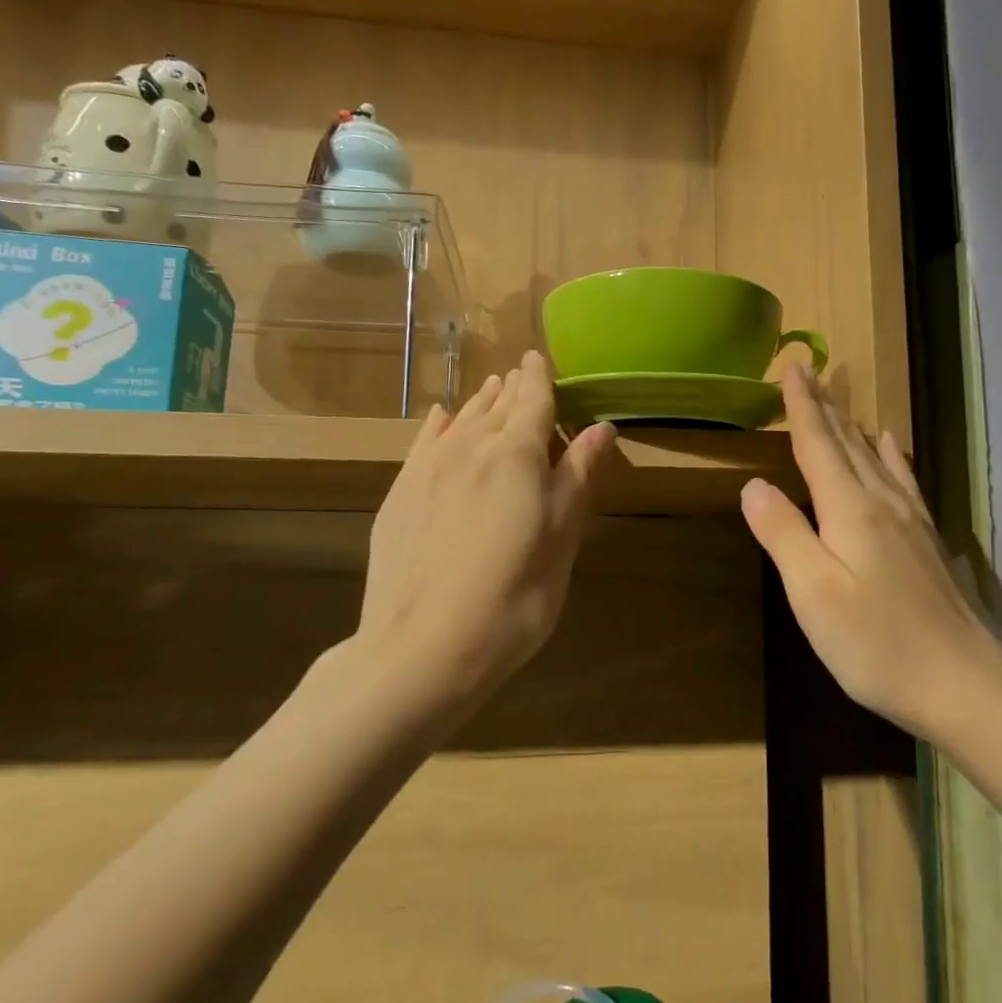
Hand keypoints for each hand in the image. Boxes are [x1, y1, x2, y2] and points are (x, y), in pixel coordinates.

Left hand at [322, 351, 615, 725]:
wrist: (425, 646)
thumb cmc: (516, 594)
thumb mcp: (563, 536)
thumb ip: (579, 475)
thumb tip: (602, 426)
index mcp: (516, 453)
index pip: (532, 398)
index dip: (539, 376)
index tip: (539, 357)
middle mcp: (469, 446)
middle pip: (496, 404)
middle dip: (512, 387)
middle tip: (521, 374)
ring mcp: (427, 468)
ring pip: (459, 418)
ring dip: (480, 401)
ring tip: (492, 388)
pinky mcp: (399, 494)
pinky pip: (424, 441)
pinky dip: (438, 423)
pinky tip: (440, 416)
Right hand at [740, 366, 1000, 734]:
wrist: (963, 683)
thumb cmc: (876, 643)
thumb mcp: (814, 593)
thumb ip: (784, 534)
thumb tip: (754, 485)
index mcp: (850, 510)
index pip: (818, 445)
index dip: (802, 407)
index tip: (793, 367)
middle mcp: (882, 503)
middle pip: (847, 443)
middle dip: (825, 406)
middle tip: (810, 371)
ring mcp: (910, 520)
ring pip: (874, 457)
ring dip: (851, 425)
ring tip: (839, 399)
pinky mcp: (926, 540)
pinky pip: (903, 480)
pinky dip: (891, 455)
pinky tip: (890, 444)